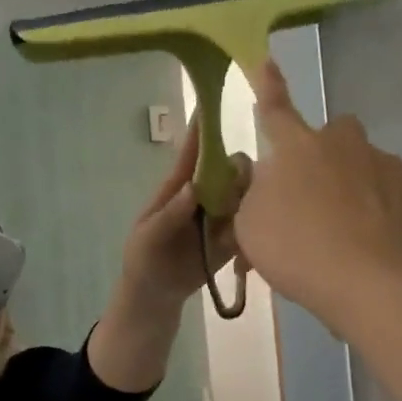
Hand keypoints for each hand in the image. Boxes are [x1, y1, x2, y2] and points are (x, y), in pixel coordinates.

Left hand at [120, 113, 252, 303]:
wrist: (156, 295)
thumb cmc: (143, 258)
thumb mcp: (147, 237)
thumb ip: (168, 215)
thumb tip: (192, 187)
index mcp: (178, 188)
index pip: (193, 154)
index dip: (203, 130)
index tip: (216, 105)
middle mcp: (204, 196)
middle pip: (230, 169)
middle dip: (239, 170)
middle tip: (240, 187)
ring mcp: (222, 216)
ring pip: (247, 194)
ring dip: (252, 197)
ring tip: (248, 216)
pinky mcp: (235, 238)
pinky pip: (253, 224)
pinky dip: (258, 226)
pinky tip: (256, 236)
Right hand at [235, 57, 401, 324]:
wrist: (372, 283)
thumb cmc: (297, 249)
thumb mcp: (249, 225)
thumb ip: (252, 195)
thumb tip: (263, 180)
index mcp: (296, 148)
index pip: (274, 109)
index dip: (267, 86)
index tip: (265, 60)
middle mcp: (343, 145)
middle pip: (331, 134)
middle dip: (322, 153)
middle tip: (311, 193)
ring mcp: (384, 166)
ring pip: (363, 163)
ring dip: (351, 183)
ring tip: (343, 230)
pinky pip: (389, 193)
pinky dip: (378, 209)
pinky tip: (369, 243)